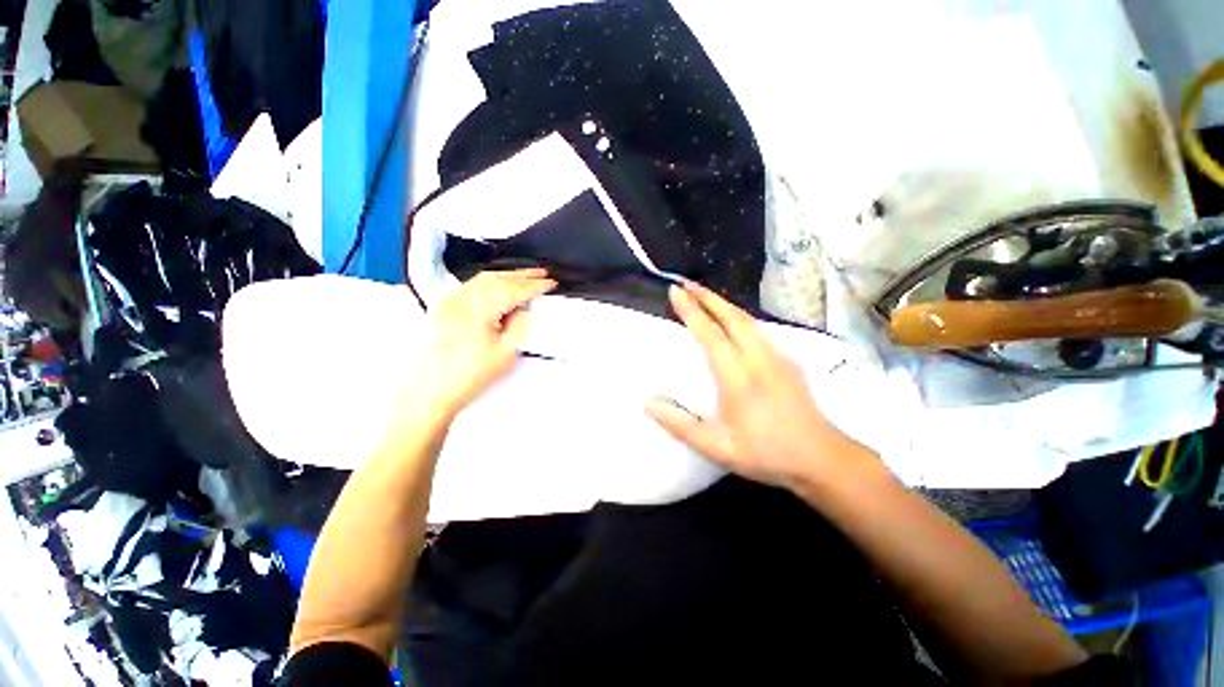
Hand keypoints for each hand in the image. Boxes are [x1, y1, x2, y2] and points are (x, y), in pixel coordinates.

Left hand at [413, 269, 555, 417]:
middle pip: (496, 278)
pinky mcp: (443, 307)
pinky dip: (490, 282)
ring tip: (525, 276)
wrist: (430, 390)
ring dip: (506, 276)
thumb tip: (524, 308)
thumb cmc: (469, 376)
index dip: (534, 285)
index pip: (512, 290)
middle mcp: (460, 300)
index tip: (550, 283)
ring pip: (482, 279)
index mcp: (477, 311)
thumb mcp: (506, 354)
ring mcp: (449, 302)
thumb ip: (519, 325)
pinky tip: (499, 286)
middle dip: (521, 275)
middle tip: (541, 273)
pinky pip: (470, 286)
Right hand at [645, 281, 873, 490]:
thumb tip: (648, 402)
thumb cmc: (766, 454)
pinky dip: (738, 316)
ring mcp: (777, 357)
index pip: (711, 335)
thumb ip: (680, 425)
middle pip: (732, 317)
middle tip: (685, 283)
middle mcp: (759, 359)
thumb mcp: (717, 447)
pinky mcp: (787, 361)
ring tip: (703, 295)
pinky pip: (758, 329)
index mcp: (738, 378)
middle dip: (707, 297)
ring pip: (747, 320)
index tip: (675, 292)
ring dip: (723, 303)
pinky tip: (732, 320)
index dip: (691, 311)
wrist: (821, 459)